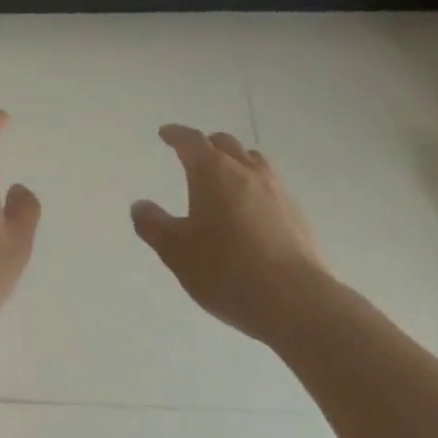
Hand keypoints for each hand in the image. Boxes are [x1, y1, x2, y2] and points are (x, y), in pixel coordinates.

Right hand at [131, 124, 329, 344]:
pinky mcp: (298, 215)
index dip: (176, 135)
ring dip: (235, 162)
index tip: (166, 134)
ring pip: (252, 161)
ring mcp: (276, 190)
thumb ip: (153, 225)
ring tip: (226, 178)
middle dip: (207, 145)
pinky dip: (255, 188)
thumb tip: (140, 205)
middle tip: (194, 156)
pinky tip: (252, 212)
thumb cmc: (227, 270)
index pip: (190, 140)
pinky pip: (271, 187)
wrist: (298, 303)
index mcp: (212, 171)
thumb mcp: (177, 251)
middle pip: (225, 143)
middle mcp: (245, 170)